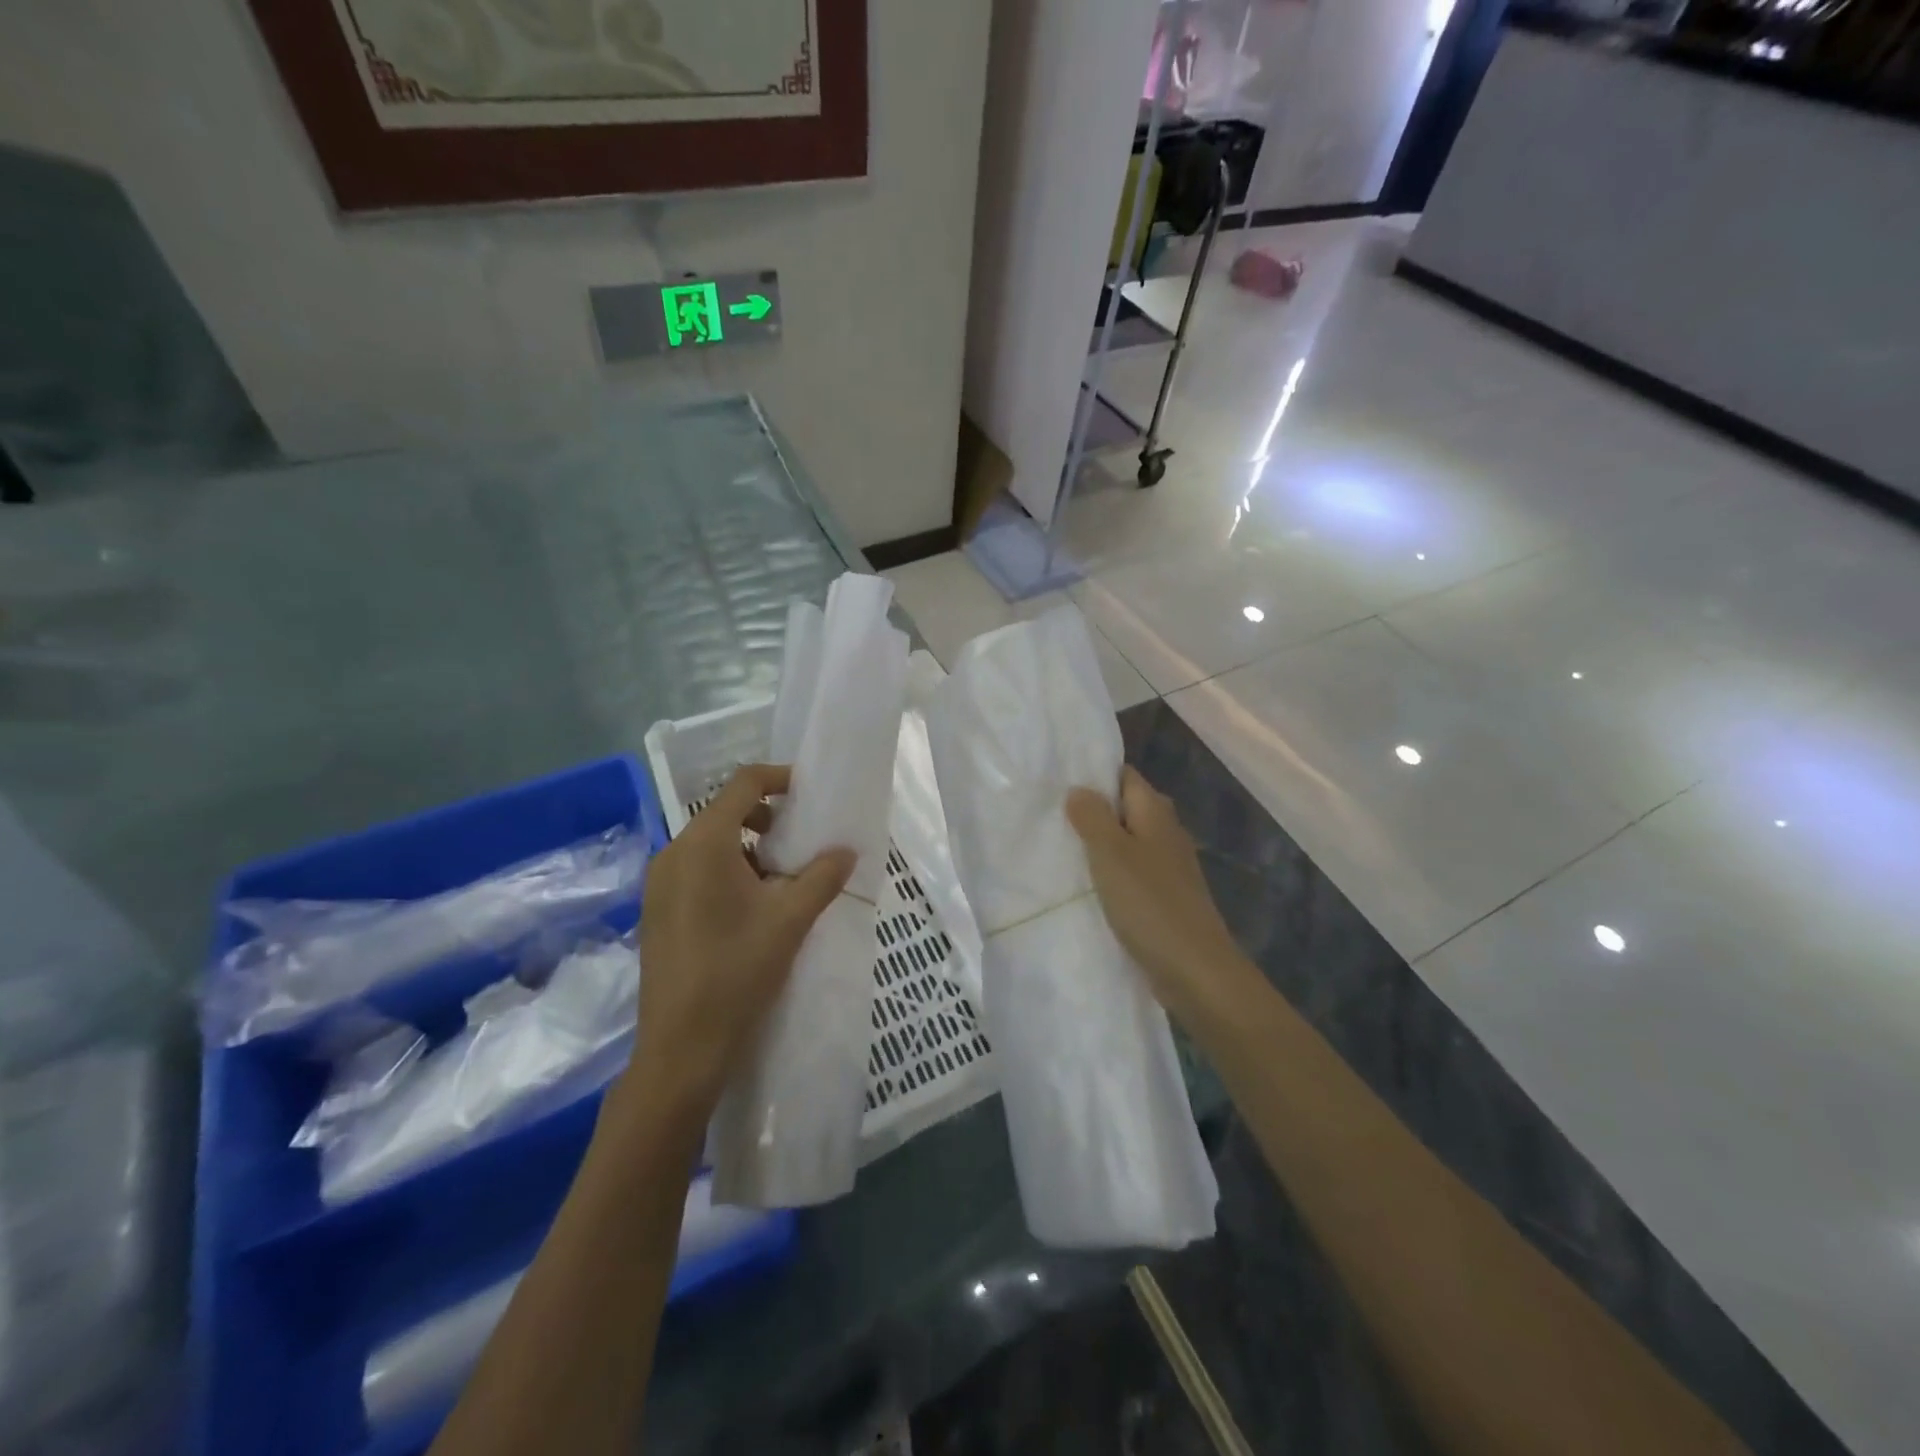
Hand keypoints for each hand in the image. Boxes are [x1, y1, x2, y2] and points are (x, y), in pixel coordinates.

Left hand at [622, 764, 854, 1126]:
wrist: (681, 1047)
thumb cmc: (738, 971)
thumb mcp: (791, 920)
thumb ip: (823, 877)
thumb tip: (847, 851)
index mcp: (703, 844)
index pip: (742, 784)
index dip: (779, 778)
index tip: (809, 793)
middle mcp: (673, 852)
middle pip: (724, 811)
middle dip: (767, 818)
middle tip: (800, 841)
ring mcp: (658, 883)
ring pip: (710, 843)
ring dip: (748, 847)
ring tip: (781, 879)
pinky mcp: (656, 909)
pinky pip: (695, 869)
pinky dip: (727, 869)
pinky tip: (751, 907)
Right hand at [1066, 767, 1262, 1041]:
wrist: (1195, 970)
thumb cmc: (1150, 904)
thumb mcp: (1111, 853)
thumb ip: (1093, 817)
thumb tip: (1079, 789)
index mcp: (1155, 813)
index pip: (1125, 776)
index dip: (1094, 774)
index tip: (1057, 780)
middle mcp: (1166, 833)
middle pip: (1126, 809)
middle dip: (1093, 811)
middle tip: (1051, 816)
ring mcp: (1168, 867)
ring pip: (1128, 843)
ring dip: (1099, 845)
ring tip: (1059, 847)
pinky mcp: (1164, 898)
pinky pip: (1131, 873)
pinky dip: (1110, 874)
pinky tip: (1085, 885)